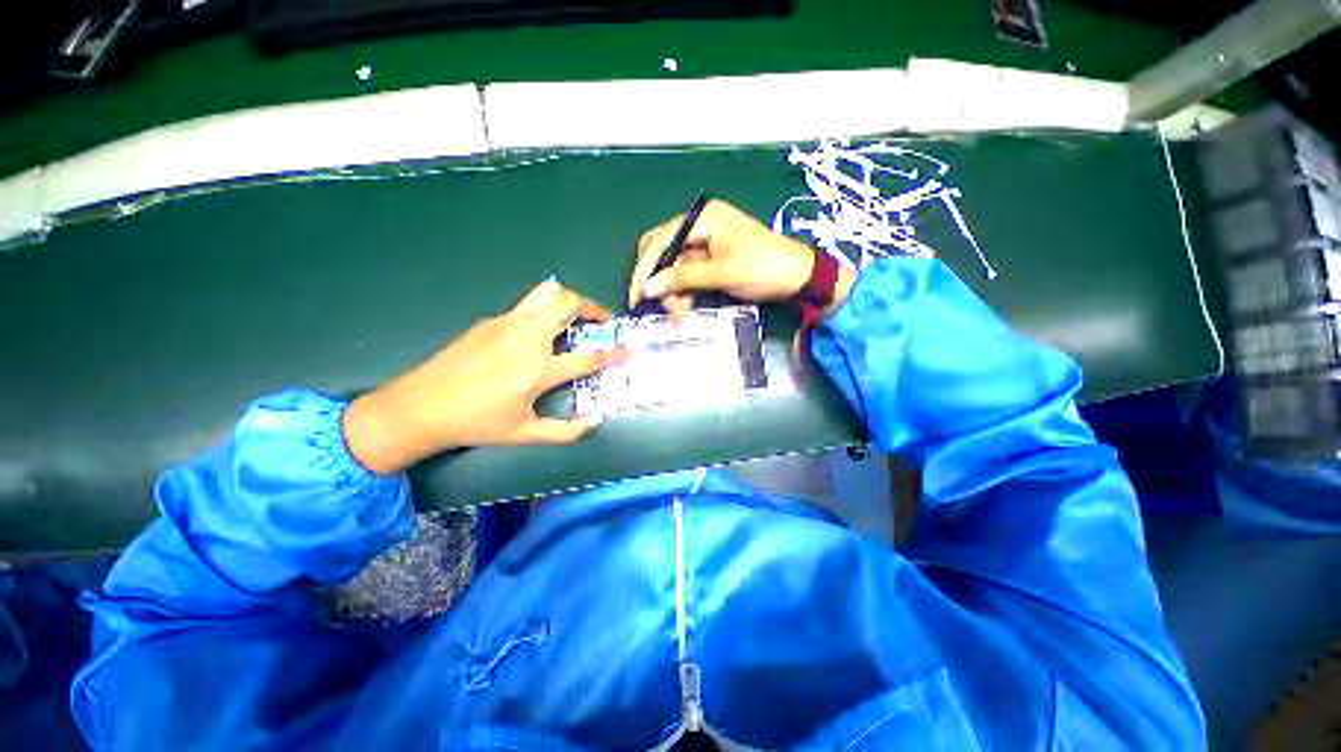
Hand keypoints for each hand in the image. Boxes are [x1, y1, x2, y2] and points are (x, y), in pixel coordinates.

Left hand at [343, 279, 627, 474]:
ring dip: (568, 300)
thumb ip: (565, 431)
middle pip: (568, 303)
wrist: (421, 405)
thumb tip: (595, 422)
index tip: (629, 350)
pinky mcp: (490, 320)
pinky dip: (543, 312)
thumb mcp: (524, 434)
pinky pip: (526, 306)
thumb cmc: (477, 422)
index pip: (589, 356)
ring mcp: (507, 323)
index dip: (614, 353)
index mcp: (539, 369)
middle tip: (602, 321)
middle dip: (593, 307)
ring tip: (575, 317)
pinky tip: (536, 334)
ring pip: (546, 292)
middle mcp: (528, 338)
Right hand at [628, 200, 854, 318]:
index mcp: (701, 218)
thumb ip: (681, 278)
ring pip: (674, 268)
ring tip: (679, 314)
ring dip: (673, 292)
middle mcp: (699, 227)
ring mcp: (705, 244)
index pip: (660, 241)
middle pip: (663, 253)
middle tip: (656, 307)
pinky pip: (688, 276)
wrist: (797, 277)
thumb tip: (647, 289)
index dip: (645, 270)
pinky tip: (686, 308)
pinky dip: (684, 292)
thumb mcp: (719, 273)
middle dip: (659, 282)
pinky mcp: (711, 261)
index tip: (635, 296)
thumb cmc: (761, 267)